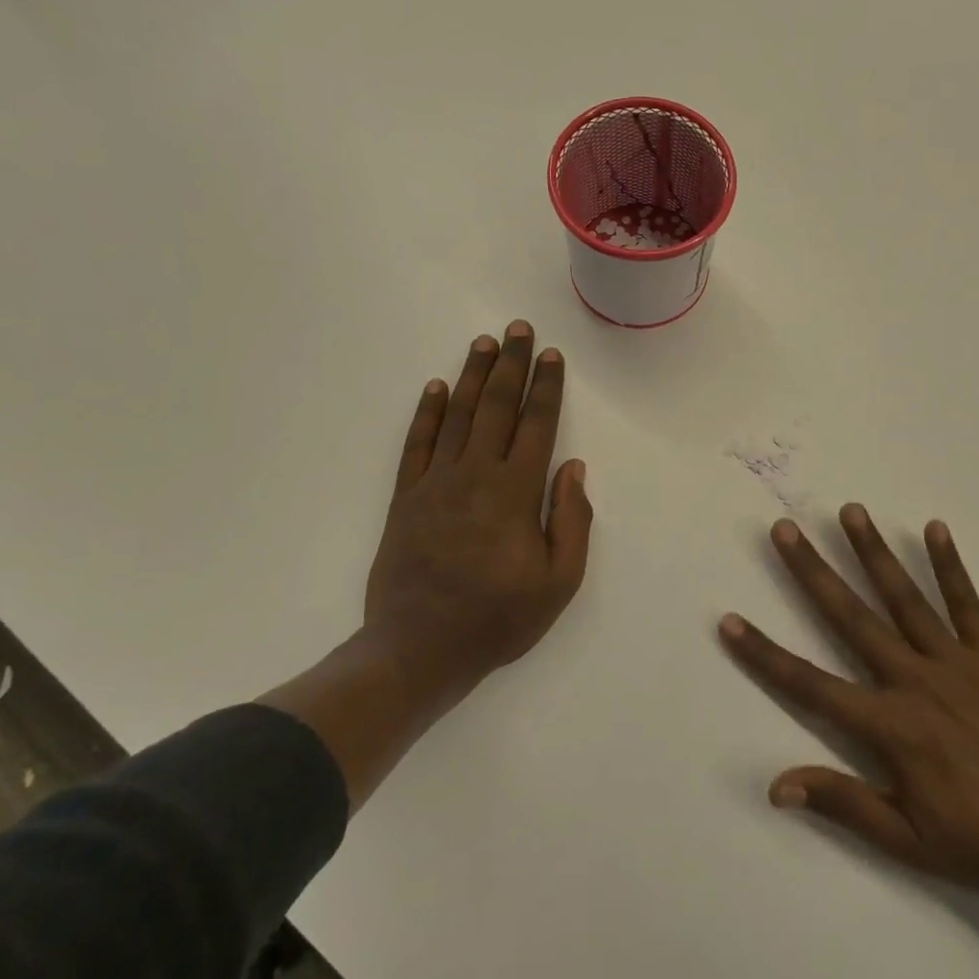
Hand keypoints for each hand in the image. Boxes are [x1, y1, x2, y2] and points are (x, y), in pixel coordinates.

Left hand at [363, 320, 593, 706]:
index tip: (551, 356)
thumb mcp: (558, 582)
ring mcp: (435, 483)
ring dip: (473, 376)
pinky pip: (416, 444)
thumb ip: (571, 520)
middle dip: (511, 365)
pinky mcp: (405, 498)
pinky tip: (436, 388)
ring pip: (457, 416)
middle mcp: (475, 475)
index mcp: (515, 493)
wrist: (418, 649)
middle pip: (497, 407)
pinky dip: (426, 413)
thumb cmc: (497, 618)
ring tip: (484, 343)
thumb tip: (573, 468)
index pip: (536, 425)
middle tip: (518, 329)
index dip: (546, 387)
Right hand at [720, 505, 978, 917]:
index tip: (729, 621)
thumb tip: (776, 786)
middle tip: (786, 529)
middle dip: (813, 571)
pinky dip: (950, 566)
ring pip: (905, 597)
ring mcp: (956, 663)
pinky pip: (967, 605)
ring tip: (850, 510)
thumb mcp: (906, 840)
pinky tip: (934, 529)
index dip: (764, 653)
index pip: (809, 684)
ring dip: (873, 552)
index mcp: (890, 726)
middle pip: (851, 616)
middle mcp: (915, 680)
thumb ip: (842, 803)